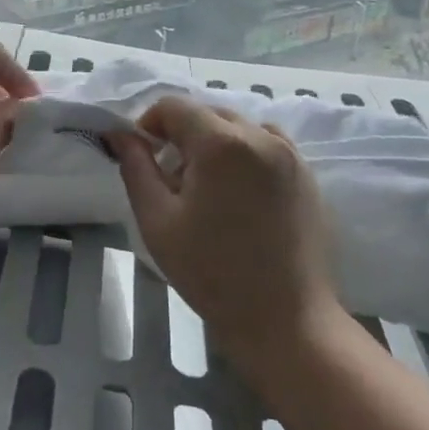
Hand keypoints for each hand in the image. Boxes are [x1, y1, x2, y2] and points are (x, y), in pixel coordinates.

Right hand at [110, 97, 338, 371]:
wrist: (287, 322)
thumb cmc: (213, 274)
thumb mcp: (158, 221)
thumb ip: (136, 167)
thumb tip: (120, 134)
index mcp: (222, 143)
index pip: (174, 106)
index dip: (150, 124)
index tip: (143, 157)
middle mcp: (261, 136)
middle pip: (208, 113)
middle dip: (182, 135)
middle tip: (173, 181)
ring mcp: (291, 154)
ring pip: (239, 127)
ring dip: (215, 142)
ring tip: (208, 188)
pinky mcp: (307, 175)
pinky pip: (268, 145)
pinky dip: (245, 154)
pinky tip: (240, 196)